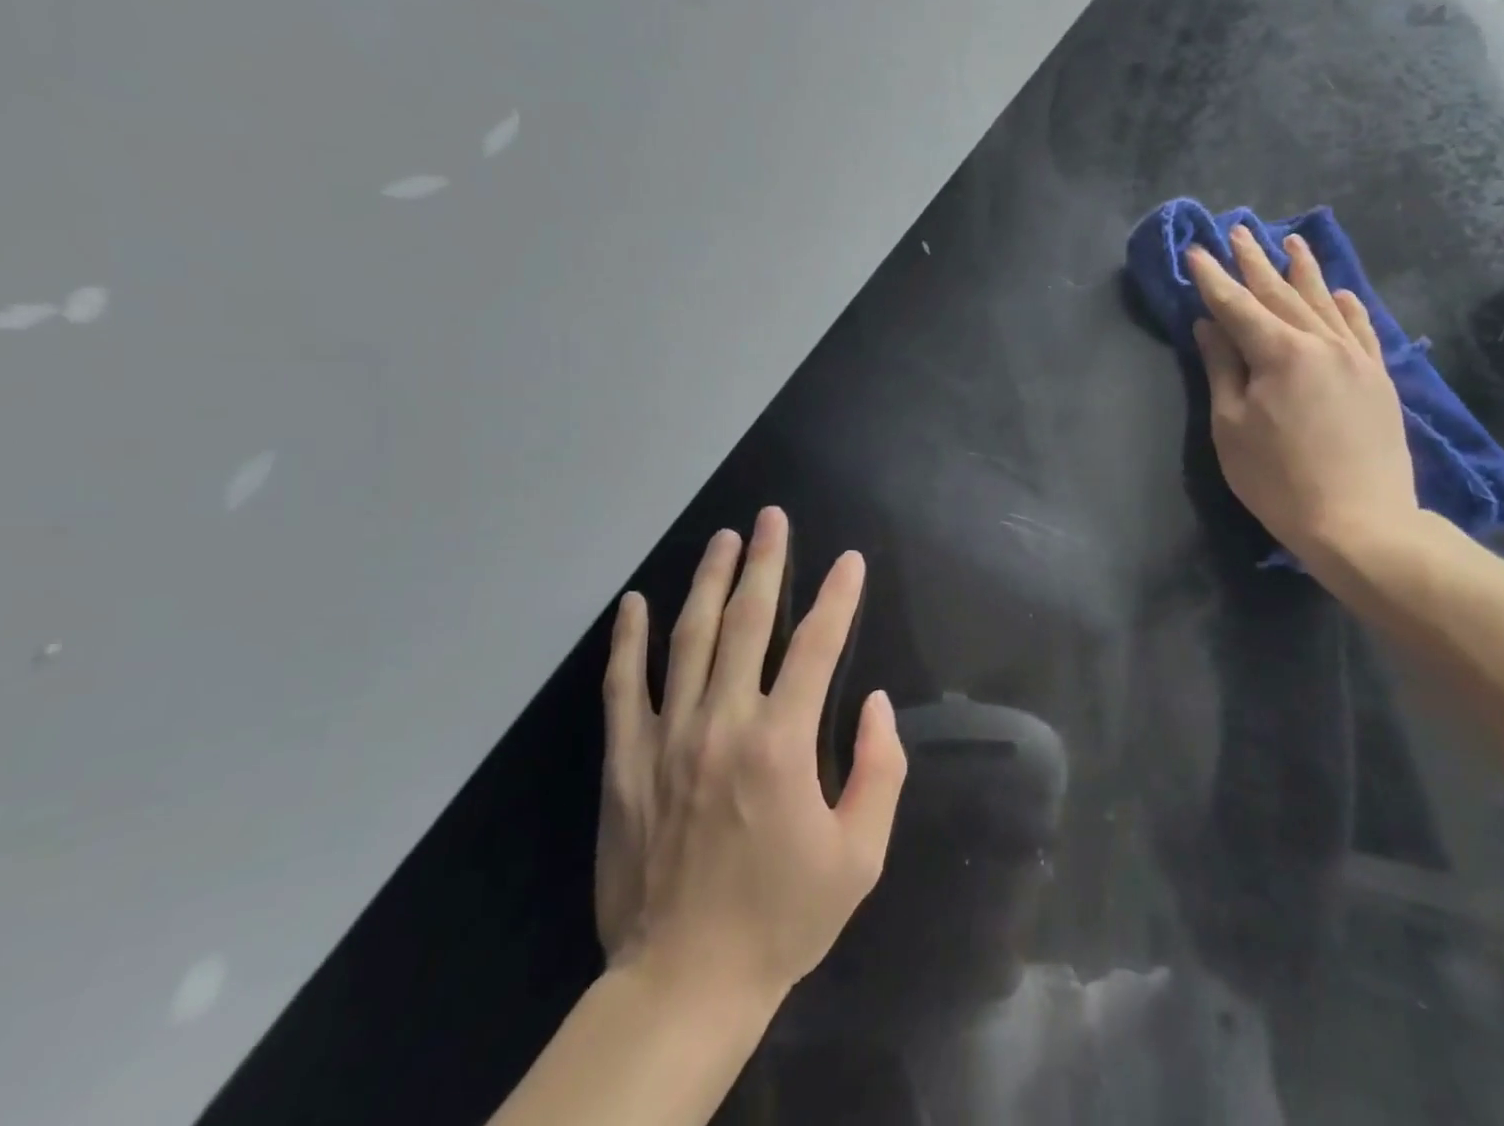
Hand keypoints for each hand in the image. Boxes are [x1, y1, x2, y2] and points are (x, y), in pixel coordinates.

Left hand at [595, 507, 905, 1005]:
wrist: (683, 984)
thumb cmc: (780, 919)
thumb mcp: (859, 856)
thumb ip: (880, 771)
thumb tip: (878, 703)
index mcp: (782, 744)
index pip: (816, 646)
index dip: (837, 597)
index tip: (849, 561)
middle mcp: (723, 723)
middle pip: (747, 622)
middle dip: (764, 563)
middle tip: (771, 518)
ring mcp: (667, 737)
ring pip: (688, 638)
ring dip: (707, 581)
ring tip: (721, 539)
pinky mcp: (625, 761)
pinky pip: (623, 687)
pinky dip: (629, 641)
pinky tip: (634, 603)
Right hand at [1186, 227, 1417, 561]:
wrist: (1360, 521)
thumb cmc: (1278, 478)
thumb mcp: (1231, 426)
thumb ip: (1222, 368)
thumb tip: (1209, 325)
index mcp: (1279, 353)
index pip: (1236, 305)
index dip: (1213, 278)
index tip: (1196, 251)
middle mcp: (1320, 342)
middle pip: (1280, 293)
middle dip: (1254, 262)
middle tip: (1238, 231)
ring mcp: (1355, 357)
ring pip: (1324, 302)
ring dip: (1303, 270)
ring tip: (1289, 241)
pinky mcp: (1378, 378)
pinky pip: (1362, 329)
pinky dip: (1348, 306)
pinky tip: (1342, 291)